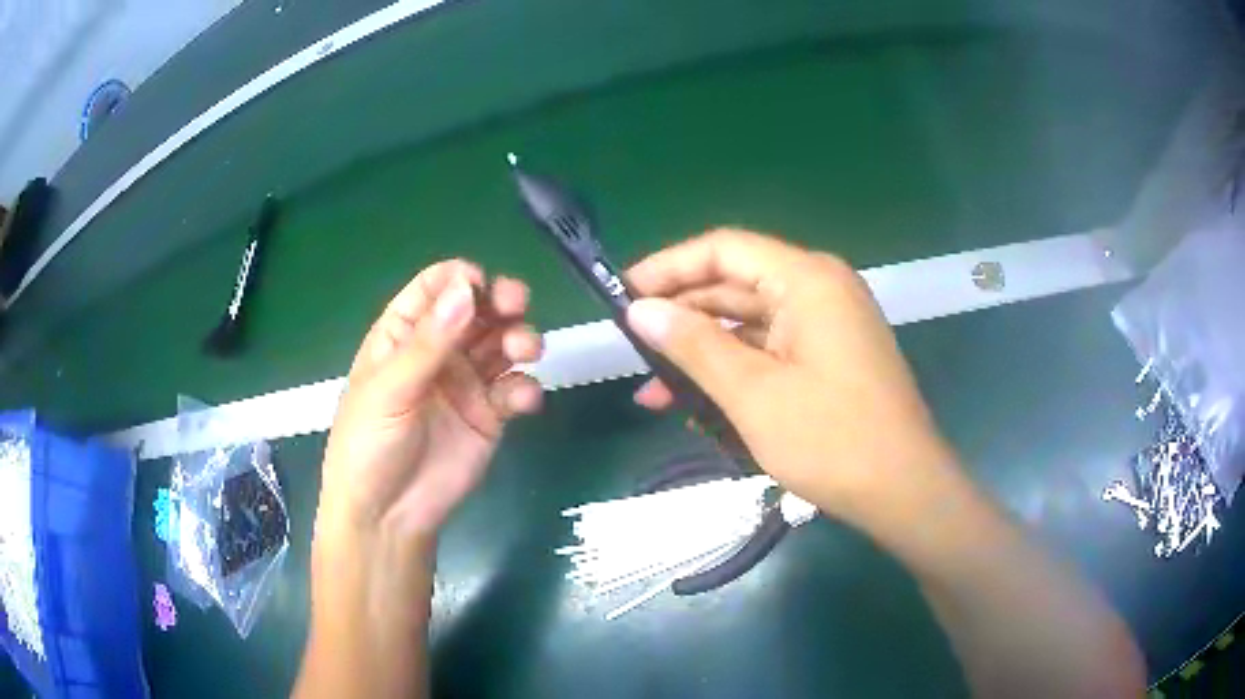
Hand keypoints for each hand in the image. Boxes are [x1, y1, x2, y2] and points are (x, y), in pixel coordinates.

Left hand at [317, 259, 543, 547]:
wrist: (387, 515)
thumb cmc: (369, 444)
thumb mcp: (390, 389)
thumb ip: (429, 342)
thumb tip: (467, 288)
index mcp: (402, 336)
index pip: (434, 289)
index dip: (458, 280)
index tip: (480, 285)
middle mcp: (438, 352)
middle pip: (476, 310)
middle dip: (500, 301)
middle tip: (516, 304)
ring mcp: (466, 383)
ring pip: (502, 344)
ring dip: (520, 338)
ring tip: (526, 349)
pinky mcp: (490, 416)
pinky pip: (514, 390)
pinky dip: (524, 389)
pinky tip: (521, 401)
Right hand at [625, 229, 952, 530]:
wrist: (903, 491)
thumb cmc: (832, 439)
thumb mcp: (753, 393)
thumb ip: (694, 345)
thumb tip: (639, 310)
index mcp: (807, 280)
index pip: (724, 250)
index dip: (669, 267)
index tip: (623, 294)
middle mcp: (820, 289)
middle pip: (736, 285)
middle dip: (682, 317)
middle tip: (631, 346)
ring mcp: (828, 325)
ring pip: (750, 324)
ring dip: (704, 353)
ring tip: (653, 391)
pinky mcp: (830, 357)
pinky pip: (771, 350)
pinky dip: (735, 371)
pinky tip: (698, 405)